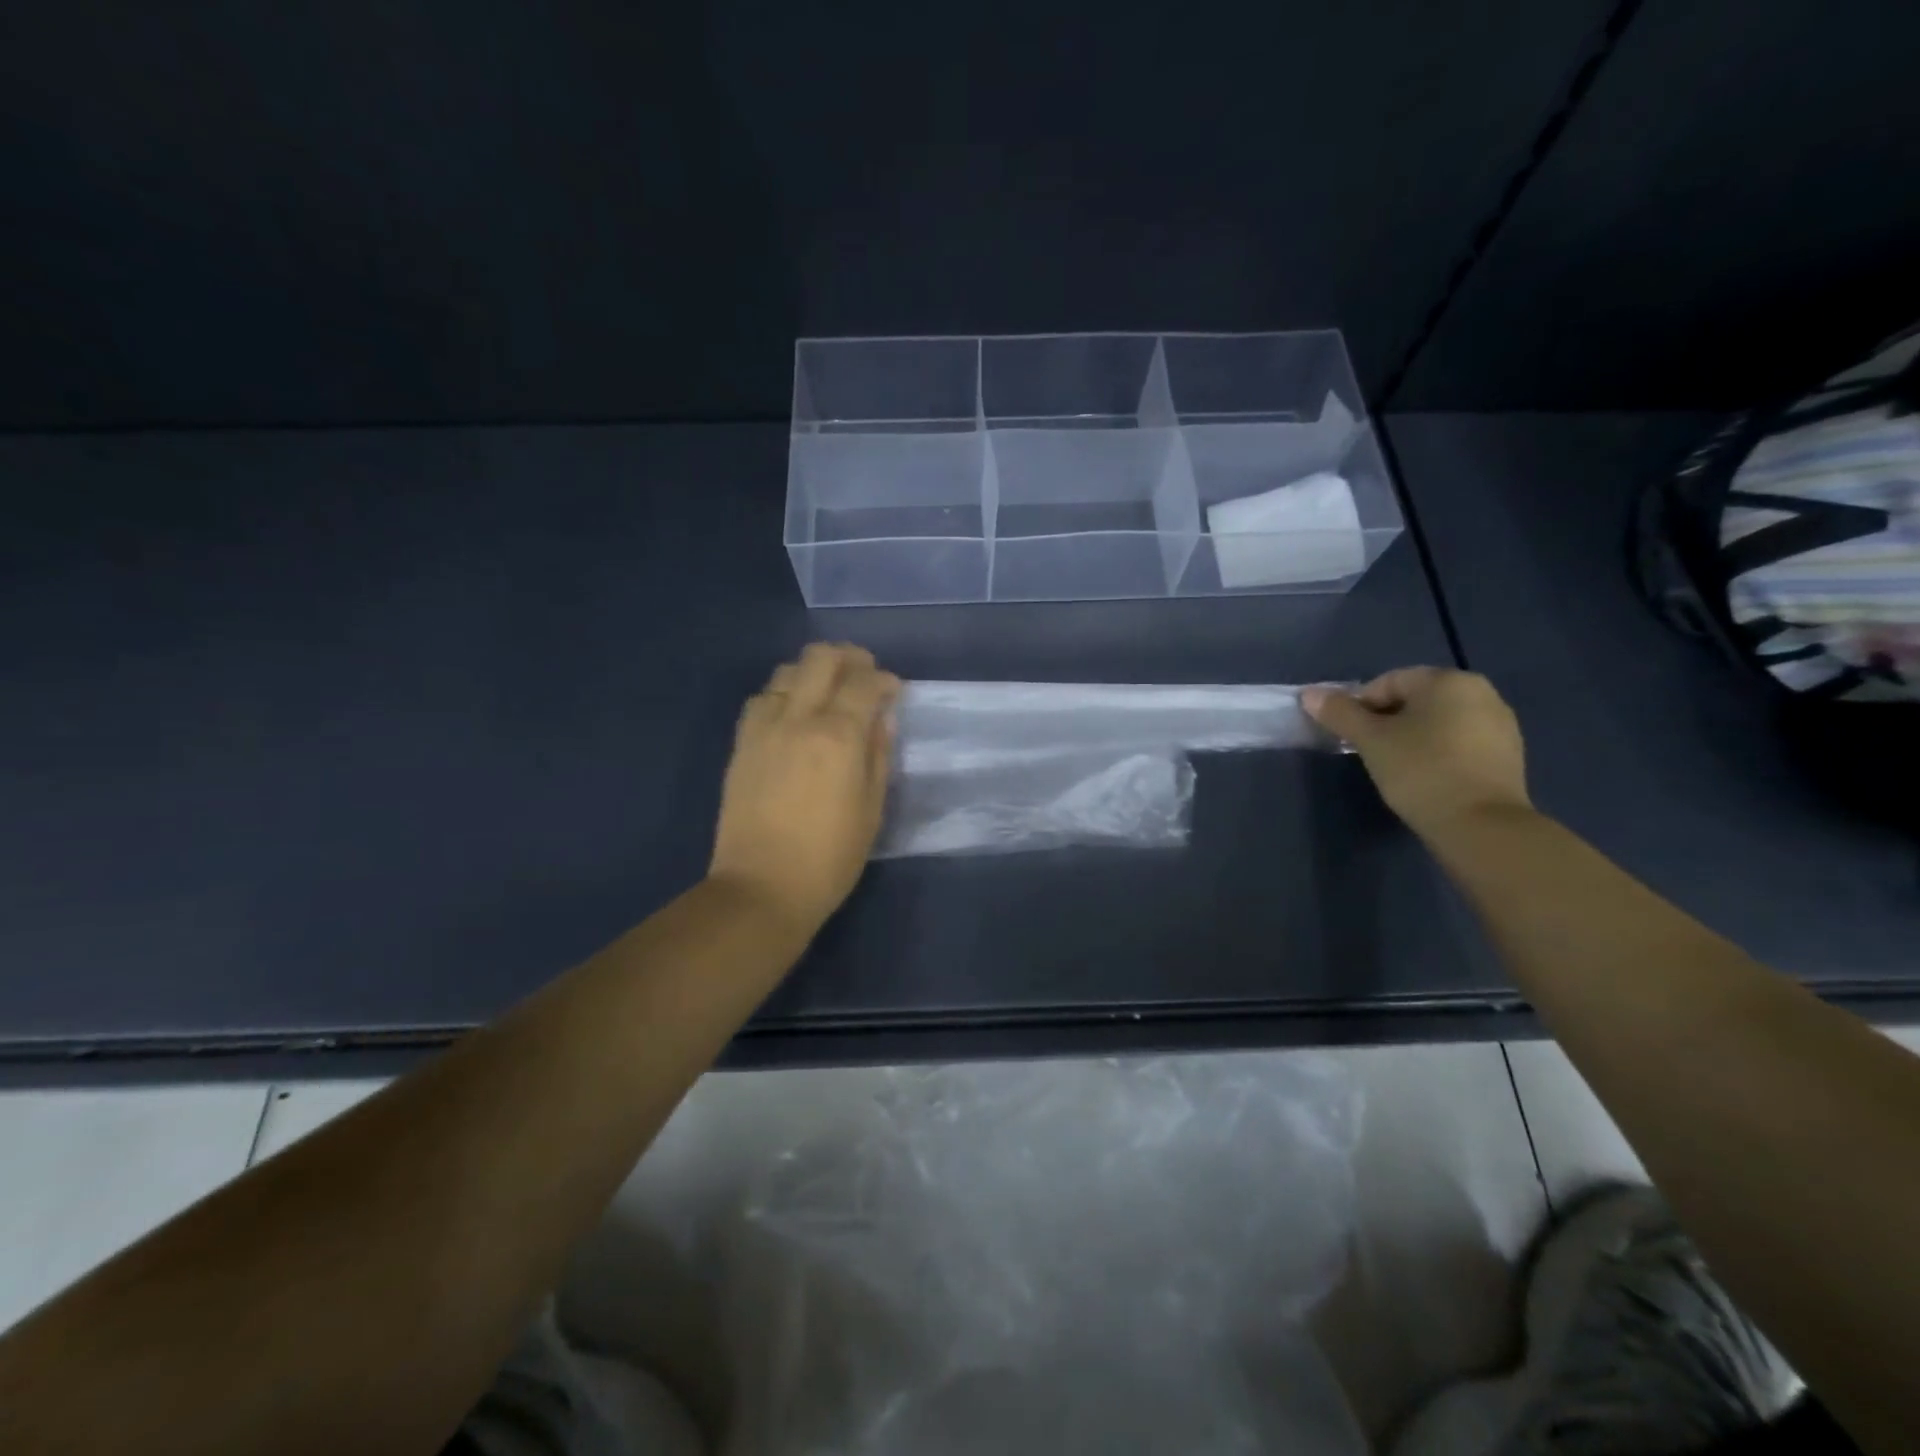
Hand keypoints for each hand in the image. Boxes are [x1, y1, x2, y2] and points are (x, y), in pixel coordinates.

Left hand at [708, 643, 901, 933]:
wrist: (762, 888)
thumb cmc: (830, 858)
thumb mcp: (872, 810)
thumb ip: (879, 755)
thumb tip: (881, 719)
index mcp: (838, 737)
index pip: (864, 683)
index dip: (885, 680)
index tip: (894, 691)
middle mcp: (798, 719)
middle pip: (820, 658)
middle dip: (849, 658)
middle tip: (863, 676)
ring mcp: (763, 728)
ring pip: (787, 672)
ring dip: (813, 673)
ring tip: (828, 694)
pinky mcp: (741, 744)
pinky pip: (762, 698)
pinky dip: (783, 694)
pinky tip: (794, 715)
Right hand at [1303, 668, 1530, 836]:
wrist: (1480, 825)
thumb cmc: (1420, 770)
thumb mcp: (1370, 740)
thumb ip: (1339, 713)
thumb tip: (1309, 694)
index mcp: (1447, 680)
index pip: (1388, 682)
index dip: (1360, 706)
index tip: (1350, 736)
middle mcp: (1481, 692)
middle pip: (1415, 699)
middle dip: (1387, 721)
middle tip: (1369, 751)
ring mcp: (1500, 723)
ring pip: (1439, 721)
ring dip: (1412, 736)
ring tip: (1396, 767)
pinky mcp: (1509, 754)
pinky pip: (1461, 742)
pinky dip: (1438, 752)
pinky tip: (1427, 777)